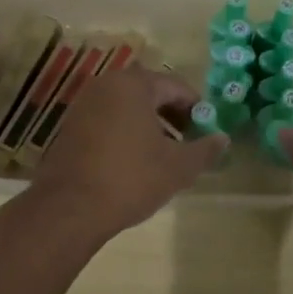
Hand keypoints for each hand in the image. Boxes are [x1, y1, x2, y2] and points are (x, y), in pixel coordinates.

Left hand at [26, 67, 225, 240]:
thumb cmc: (130, 178)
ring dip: (149, 125)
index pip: (176, 86)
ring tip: (164, 155)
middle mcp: (106, 85)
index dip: (196, 108)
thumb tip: (223, 139)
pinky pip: (107, 120)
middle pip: (150, 93)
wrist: (69, 209)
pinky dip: (125, 133)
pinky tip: (134, 162)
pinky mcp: (69, 127)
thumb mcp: (178, 167)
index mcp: (134, 84)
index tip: (207, 131)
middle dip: (173, 116)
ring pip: (127, 107)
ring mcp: (83, 105)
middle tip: (189, 142)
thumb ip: (205, 149)